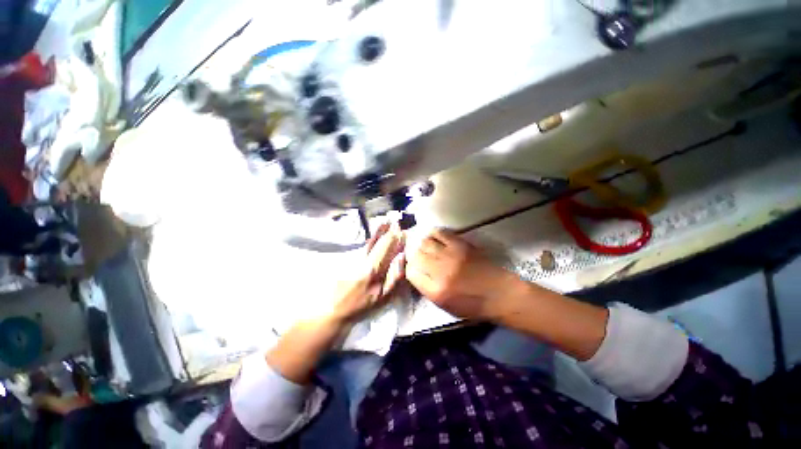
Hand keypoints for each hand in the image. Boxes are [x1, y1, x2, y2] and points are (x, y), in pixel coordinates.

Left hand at [330, 222, 405, 324]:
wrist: (335, 309)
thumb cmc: (362, 305)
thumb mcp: (384, 298)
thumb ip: (395, 277)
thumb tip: (401, 257)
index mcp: (374, 270)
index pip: (387, 249)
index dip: (396, 240)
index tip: (403, 231)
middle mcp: (365, 260)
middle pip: (379, 244)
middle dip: (389, 233)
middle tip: (396, 222)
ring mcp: (356, 259)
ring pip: (370, 243)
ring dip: (379, 232)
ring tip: (386, 222)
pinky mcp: (349, 259)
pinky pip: (364, 247)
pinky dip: (371, 239)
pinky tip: (375, 234)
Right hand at [406, 229, 513, 319]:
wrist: (500, 293)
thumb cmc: (473, 304)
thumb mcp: (446, 306)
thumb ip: (427, 289)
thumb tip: (415, 272)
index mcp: (436, 291)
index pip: (410, 273)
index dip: (409, 268)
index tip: (414, 267)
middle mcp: (440, 272)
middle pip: (415, 255)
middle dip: (413, 254)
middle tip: (416, 255)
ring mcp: (451, 255)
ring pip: (424, 242)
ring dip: (421, 243)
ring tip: (423, 246)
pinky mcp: (461, 244)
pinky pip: (439, 233)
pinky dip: (432, 233)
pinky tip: (433, 237)